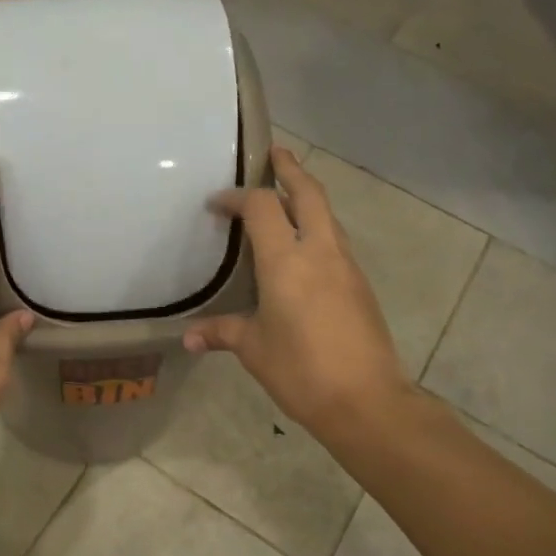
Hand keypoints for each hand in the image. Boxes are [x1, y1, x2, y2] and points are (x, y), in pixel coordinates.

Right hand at [183, 147, 412, 436]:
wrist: (366, 400)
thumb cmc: (301, 370)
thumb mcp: (253, 349)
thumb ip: (221, 333)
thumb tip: (189, 338)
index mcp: (286, 260)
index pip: (261, 207)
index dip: (236, 197)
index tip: (216, 204)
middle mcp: (319, 251)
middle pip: (309, 193)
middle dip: (290, 169)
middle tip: (274, 154)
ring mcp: (346, 266)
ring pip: (327, 215)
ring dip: (307, 198)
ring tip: (286, 197)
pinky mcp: (360, 284)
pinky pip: (335, 241)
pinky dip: (317, 228)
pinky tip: (303, 249)